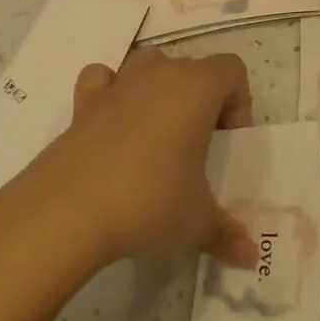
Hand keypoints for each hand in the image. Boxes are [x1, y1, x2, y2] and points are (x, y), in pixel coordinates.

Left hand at [10, 48, 258, 273]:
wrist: (69, 210)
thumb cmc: (149, 201)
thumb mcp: (197, 222)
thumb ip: (226, 233)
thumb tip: (250, 256)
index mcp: (196, 88)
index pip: (232, 69)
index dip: (238, 102)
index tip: (226, 142)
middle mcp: (159, 74)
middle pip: (193, 68)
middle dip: (201, 101)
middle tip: (196, 149)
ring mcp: (118, 84)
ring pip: (149, 64)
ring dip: (159, 89)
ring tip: (157, 135)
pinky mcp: (83, 102)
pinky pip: (103, 79)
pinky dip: (110, 93)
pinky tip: (112, 126)